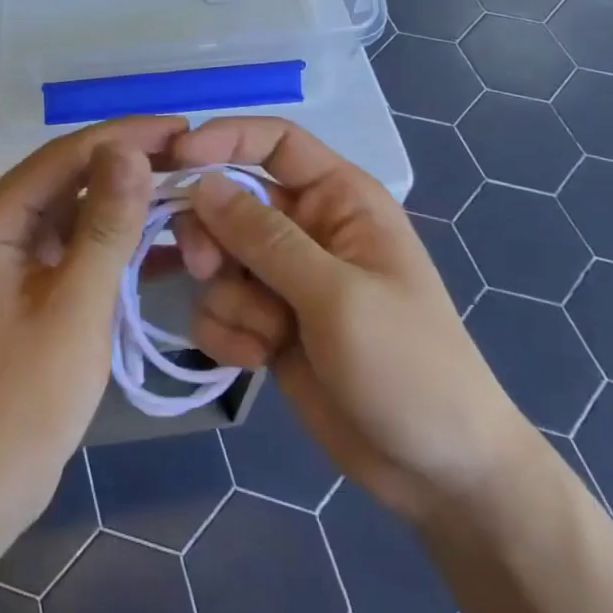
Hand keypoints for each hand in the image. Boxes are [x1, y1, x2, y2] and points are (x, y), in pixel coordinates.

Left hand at [0, 118, 183, 548]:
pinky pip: (79, 251)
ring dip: (130, 207)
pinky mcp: (32, 289)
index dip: (126, 137)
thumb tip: (130, 150)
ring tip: (189, 196)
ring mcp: (15, 260)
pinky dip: (118, 247)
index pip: (66, 155)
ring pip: (79, 214)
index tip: (183, 129)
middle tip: (194, 160)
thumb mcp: (76, 305)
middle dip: (132, 168)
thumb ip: (105, 224)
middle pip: (72, 178)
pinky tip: (166, 248)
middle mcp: (0, 227)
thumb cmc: (23, 397)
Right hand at [173, 118, 534, 524]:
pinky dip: (228, 331)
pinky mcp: (267, 322)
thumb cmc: (406, 366)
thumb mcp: (337, 295)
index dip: (225, 139)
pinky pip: (218, 305)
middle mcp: (307, 228)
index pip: (274, 142)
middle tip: (205, 267)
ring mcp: (284, 278)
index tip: (176, 161)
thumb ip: (265, 237)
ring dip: (228, 297)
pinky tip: (257, 360)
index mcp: (339, 199)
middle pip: (230, 201)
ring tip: (265, 335)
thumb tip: (202, 184)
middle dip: (212, 235)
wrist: (436, 472)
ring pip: (217, 259)